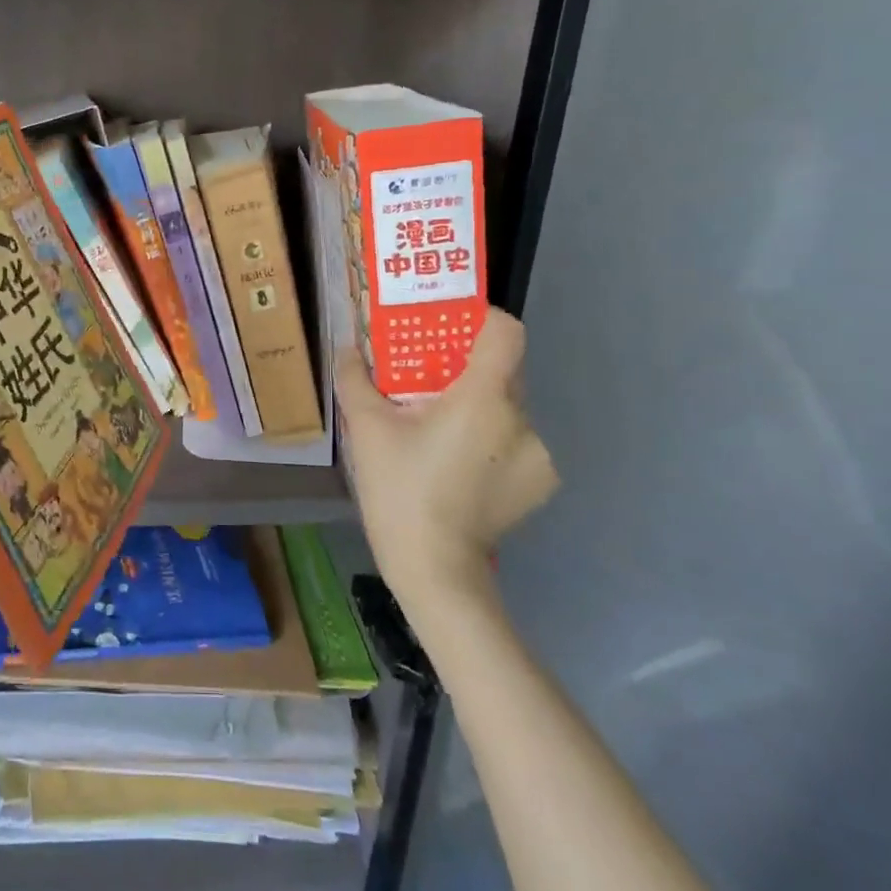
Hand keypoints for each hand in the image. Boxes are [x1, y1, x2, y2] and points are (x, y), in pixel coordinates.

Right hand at [337, 310, 558, 608]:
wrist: (435, 570)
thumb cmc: (400, 490)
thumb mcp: (366, 430)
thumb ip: (356, 380)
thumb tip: (348, 349)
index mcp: (483, 397)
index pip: (506, 331)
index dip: (482, 319)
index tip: (452, 328)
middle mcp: (521, 418)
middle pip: (504, 370)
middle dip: (468, 370)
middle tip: (428, 384)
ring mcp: (539, 454)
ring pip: (509, 408)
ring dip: (480, 410)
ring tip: (441, 434)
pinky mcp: (541, 483)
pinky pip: (517, 442)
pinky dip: (493, 442)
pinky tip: (461, 467)